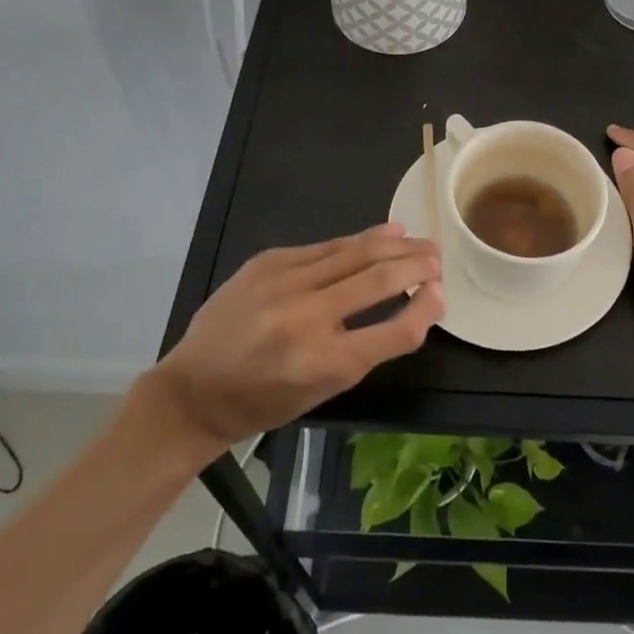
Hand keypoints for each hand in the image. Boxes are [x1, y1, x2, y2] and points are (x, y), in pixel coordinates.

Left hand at [146, 223, 442, 451]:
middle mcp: (306, 318)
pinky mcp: (268, 262)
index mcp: (323, 364)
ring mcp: (284, 283)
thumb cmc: (263, 401)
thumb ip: (367, 349)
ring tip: (420, 241)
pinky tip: (383, 233)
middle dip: (417, 265)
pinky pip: (325, 247)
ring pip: (354, 252)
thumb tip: (410, 307)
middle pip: (378, 279)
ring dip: (394, 244)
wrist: (193, 388)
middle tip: (438, 258)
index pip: (393, 331)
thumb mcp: (320, 392)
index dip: (425, 309)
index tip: (440, 294)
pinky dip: (358, 240)